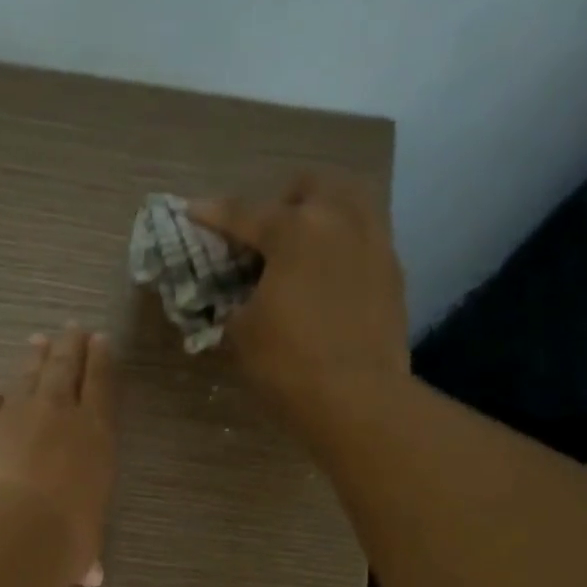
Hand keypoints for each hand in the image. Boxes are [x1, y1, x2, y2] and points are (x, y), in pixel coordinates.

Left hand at [0, 323, 117, 586]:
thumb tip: (91, 576)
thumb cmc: (62, 541)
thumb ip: (86, 552)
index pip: (102, 387)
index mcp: (96, 438)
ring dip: (36, 358)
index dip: (102, 362)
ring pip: (30, 375)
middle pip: (66, 369)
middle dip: (72, 347)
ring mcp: (17, 414)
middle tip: (73, 329)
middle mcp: (60, 415)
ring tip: (39, 341)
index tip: (101, 341)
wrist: (6, 532)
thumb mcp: (83, 548)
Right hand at [193, 172, 408, 425]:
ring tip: (306, 247)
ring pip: (350, 201)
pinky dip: (345, 246)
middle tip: (265, 237)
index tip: (193, 210)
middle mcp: (339, 220)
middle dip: (283, 202)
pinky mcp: (393, 272)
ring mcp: (374, 242)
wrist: (358, 400)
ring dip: (323, 213)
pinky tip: (331, 277)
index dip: (213, 214)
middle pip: (311, 186)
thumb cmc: (289, 365)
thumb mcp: (242, 335)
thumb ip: (235, 303)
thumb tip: (237, 299)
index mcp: (294, 230)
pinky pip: (367, 238)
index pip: (244, 213)